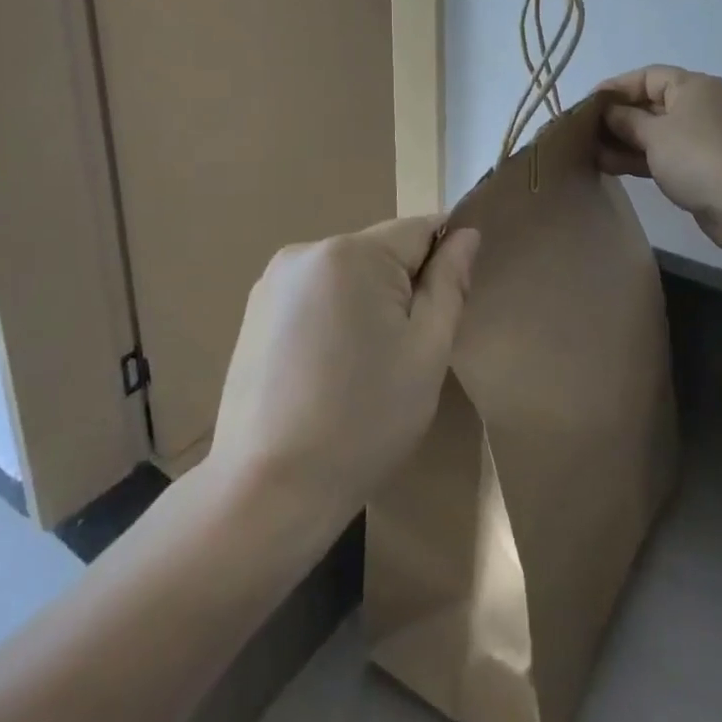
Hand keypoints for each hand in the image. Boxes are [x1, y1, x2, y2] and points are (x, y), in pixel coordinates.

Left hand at [209, 217, 479, 522]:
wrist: (267, 491)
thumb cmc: (363, 421)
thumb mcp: (427, 351)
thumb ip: (449, 283)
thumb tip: (466, 234)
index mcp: (352, 253)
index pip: (421, 230)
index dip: (443, 264)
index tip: (444, 313)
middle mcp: (307, 250)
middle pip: (382, 251)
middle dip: (403, 288)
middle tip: (406, 352)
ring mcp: (273, 281)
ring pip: (349, 274)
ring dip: (367, 303)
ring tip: (364, 367)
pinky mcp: (254, 311)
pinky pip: (315, 295)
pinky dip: (333, 318)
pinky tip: (327, 371)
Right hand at [599, 66, 721, 254]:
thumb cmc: (697, 156)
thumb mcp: (654, 134)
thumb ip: (626, 120)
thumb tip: (609, 112)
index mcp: (693, 86)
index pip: (647, 76)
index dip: (616, 87)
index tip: (588, 103)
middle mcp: (700, 106)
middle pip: (651, 104)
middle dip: (618, 117)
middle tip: (585, 131)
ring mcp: (703, 137)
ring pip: (656, 132)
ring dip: (625, 141)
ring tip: (592, 152)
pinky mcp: (702, 165)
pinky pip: (665, 153)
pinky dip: (641, 158)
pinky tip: (612, 166)